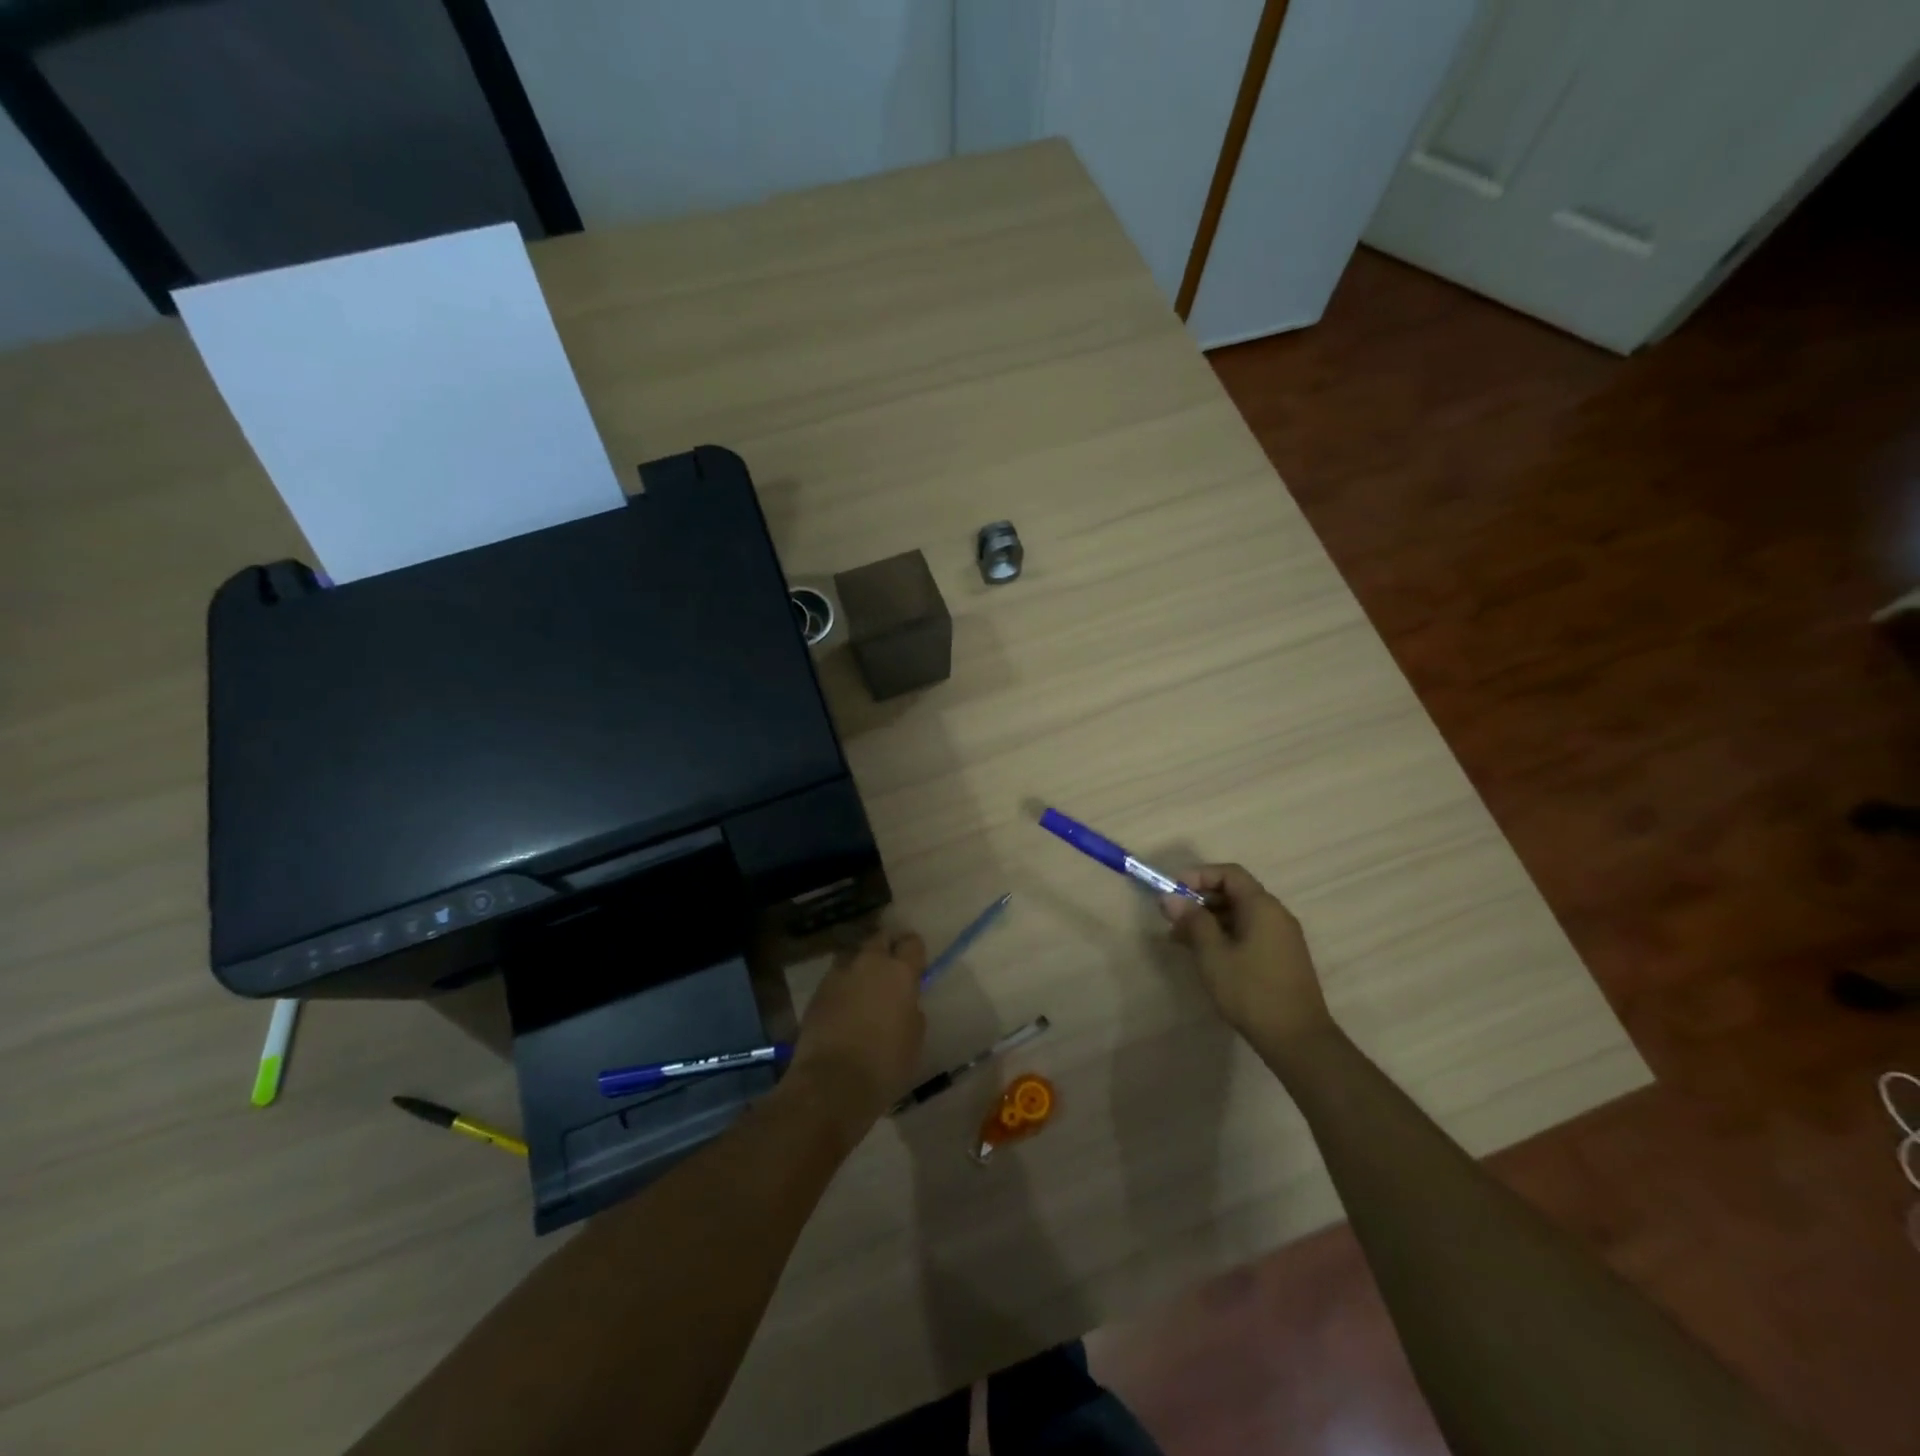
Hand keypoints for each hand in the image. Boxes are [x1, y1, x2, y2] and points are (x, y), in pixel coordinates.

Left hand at [787, 930, 927, 1142]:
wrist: (832, 1084)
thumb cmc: (885, 1065)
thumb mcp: (914, 1037)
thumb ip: (911, 1009)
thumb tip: (904, 1001)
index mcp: (900, 972)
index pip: (912, 942)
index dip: (914, 952)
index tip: (915, 965)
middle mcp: (869, 963)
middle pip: (879, 939)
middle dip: (886, 948)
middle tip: (890, 970)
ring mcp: (839, 975)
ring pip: (853, 955)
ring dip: (860, 964)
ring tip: (863, 985)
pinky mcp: (817, 992)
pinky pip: (835, 978)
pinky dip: (842, 985)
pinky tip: (844, 1005)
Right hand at [1160, 865, 1331, 1053]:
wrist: (1298, 1040)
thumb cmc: (1251, 991)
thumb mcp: (1213, 954)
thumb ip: (1192, 921)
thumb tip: (1170, 897)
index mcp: (1262, 907)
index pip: (1229, 874)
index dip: (1199, 876)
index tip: (1174, 890)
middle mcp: (1276, 915)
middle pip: (1235, 893)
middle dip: (1201, 900)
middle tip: (1173, 917)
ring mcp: (1282, 938)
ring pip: (1240, 915)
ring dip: (1210, 920)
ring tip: (1181, 939)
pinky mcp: (1282, 958)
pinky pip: (1249, 933)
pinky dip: (1225, 935)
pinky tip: (1206, 956)